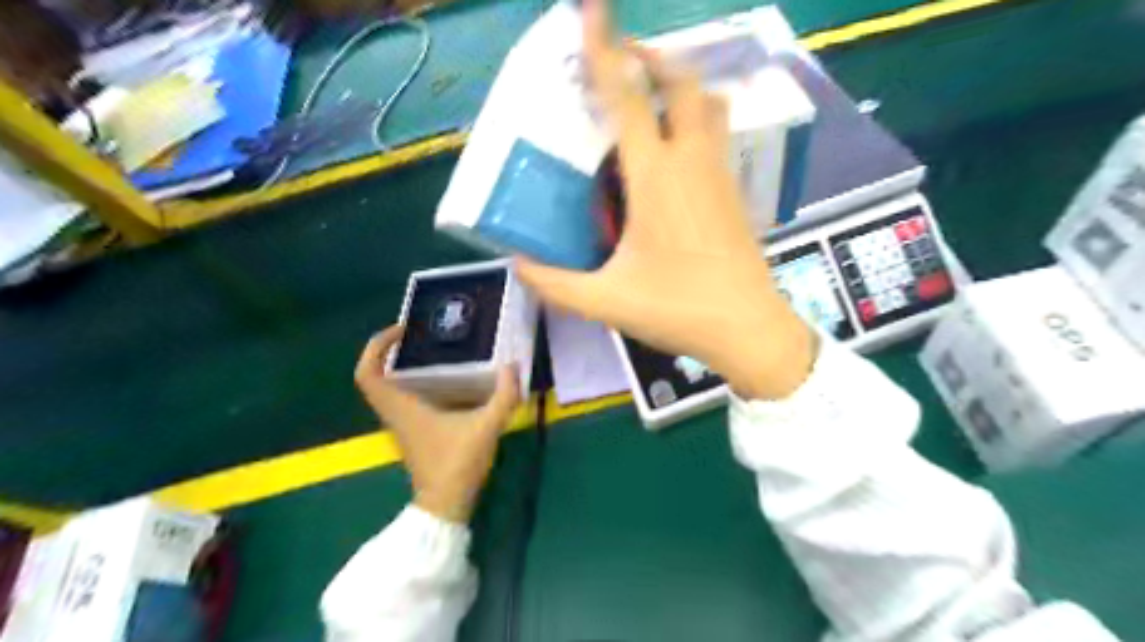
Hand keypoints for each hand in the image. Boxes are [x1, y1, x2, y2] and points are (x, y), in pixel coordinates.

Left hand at [357, 326, 522, 521]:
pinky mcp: (411, 431)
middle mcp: (394, 413)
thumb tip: (513, 366)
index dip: (376, 346)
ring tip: (431, 350)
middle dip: (388, 350)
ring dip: (399, 366)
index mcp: (402, 408)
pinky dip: (412, 382)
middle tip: (418, 335)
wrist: (446, 504)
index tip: (401, 330)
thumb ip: (504, 396)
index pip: (367, 373)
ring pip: (386, 387)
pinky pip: (400, 397)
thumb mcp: (487, 427)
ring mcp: (401, 424)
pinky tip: (444, 378)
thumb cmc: (458, 464)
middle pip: (373, 375)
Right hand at [515, 1, 819, 398]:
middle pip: (681, 83)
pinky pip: (717, 135)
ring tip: (648, 99)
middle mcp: (691, 161)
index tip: (592, 10)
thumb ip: (555, 284)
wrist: (748, 328)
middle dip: (650, 59)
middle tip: (621, 65)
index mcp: (656, 177)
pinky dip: (695, 120)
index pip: (625, 98)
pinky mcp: (735, 191)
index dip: (604, 50)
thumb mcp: (606, 301)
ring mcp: (720, 174)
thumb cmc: (678, 309)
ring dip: (679, 87)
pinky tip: (673, 150)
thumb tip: (518, 264)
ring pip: (708, 105)